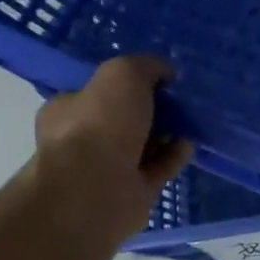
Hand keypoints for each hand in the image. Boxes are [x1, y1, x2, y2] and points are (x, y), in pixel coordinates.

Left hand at [33, 57, 193, 235]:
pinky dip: (175, 154)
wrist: (96, 192)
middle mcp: (83, 140)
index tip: (159, 78)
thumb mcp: (123, 74)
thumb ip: (146, 66)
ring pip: (144, 145)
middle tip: (179, 99)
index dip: (128, 83)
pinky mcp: (132, 193)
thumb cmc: (100, 126)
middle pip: (124, 118)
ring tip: (192, 119)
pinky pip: (159, 167)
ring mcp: (107, 170)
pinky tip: (190, 142)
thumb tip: (165, 72)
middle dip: (152, 109)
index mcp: (67, 110)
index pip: (98, 91)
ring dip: (167, 132)